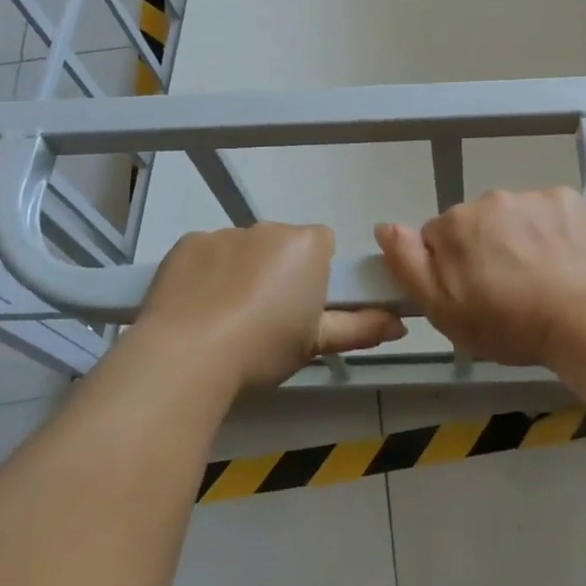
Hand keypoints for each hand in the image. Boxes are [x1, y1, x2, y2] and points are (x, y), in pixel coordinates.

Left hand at [138, 224, 404, 389]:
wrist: (186, 356)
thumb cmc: (263, 348)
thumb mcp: (317, 344)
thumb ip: (361, 327)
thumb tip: (399, 324)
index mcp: (307, 244)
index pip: (323, 245)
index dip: (315, 276)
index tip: (303, 309)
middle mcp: (269, 228)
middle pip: (282, 245)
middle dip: (277, 272)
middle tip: (266, 319)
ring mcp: (225, 232)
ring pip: (243, 250)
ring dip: (241, 273)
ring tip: (225, 320)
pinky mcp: (188, 243)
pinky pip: (206, 254)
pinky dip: (206, 274)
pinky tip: (197, 309)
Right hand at [375, 188, 585, 366]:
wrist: (584, 319)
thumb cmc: (508, 323)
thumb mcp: (443, 310)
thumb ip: (408, 264)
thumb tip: (384, 226)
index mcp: (454, 224)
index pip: (438, 238)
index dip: (451, 267)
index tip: (472, 293)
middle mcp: (489, 199)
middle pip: (476, 223)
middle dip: (484, 248)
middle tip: (506, 289)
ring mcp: (531, 195)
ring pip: (513, 216)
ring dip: (518, 238)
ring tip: (539, 278)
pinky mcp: (567, 198)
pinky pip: (548, 211)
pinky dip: (551, 230)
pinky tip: (562, 260)